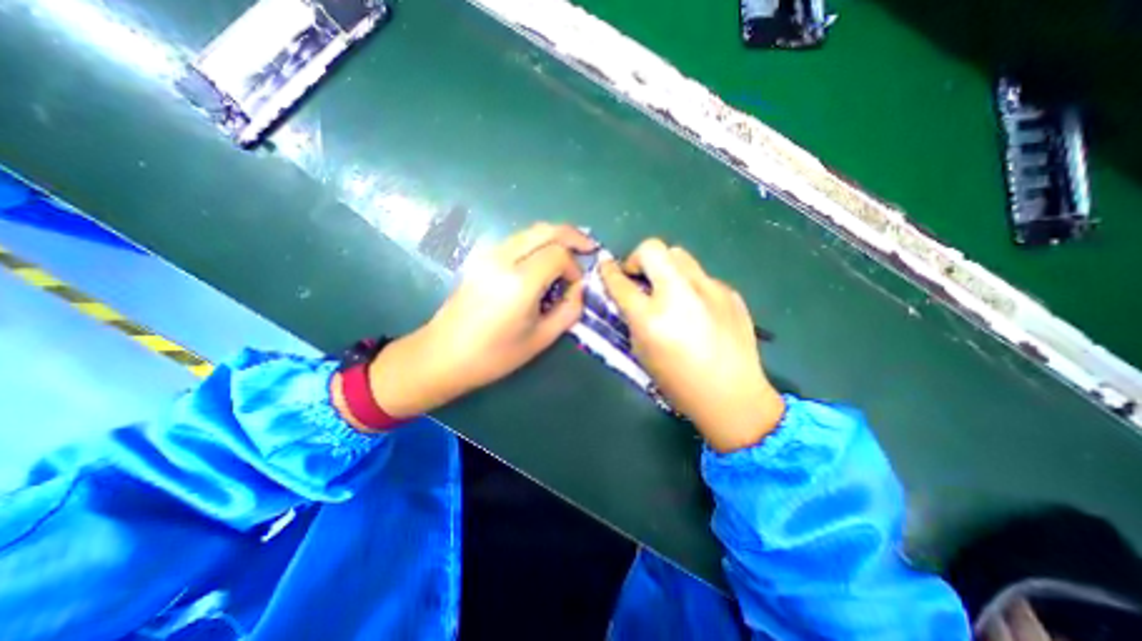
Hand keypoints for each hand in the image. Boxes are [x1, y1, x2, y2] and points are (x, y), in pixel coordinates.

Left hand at [361, 223, 598, 423]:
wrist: (443, 355)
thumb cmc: (494, 355)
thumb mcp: (541, 338)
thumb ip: (569, 310)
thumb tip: (579, 288)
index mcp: (520, 281)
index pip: (558, 254)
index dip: (574, 267)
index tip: (576, 286)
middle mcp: (504, 259)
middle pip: (546, 230)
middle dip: (572, 235)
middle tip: (589, 247)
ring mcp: (489, 255)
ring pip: (530, 231)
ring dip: (554, 237)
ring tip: (570, 252)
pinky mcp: (481, 258)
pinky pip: (517, 240)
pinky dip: (537, 242)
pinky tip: (544, 259)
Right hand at [599, 237, 786, 453]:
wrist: (732, 396)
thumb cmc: (679, 382)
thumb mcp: (642, 352)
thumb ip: (633, 318)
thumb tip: (630, 295)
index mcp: (651, 317)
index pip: (621, 282)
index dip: (608, 271)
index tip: (605, 265)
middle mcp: (679, 295)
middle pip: (652, 249)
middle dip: (638, 258)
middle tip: (640, 278)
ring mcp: (709, 289)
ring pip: (679, 255)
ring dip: (665, 268)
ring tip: (669, 291)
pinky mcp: (729, 292)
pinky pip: (702, 277)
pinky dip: (690, 287)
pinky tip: (698, 310)